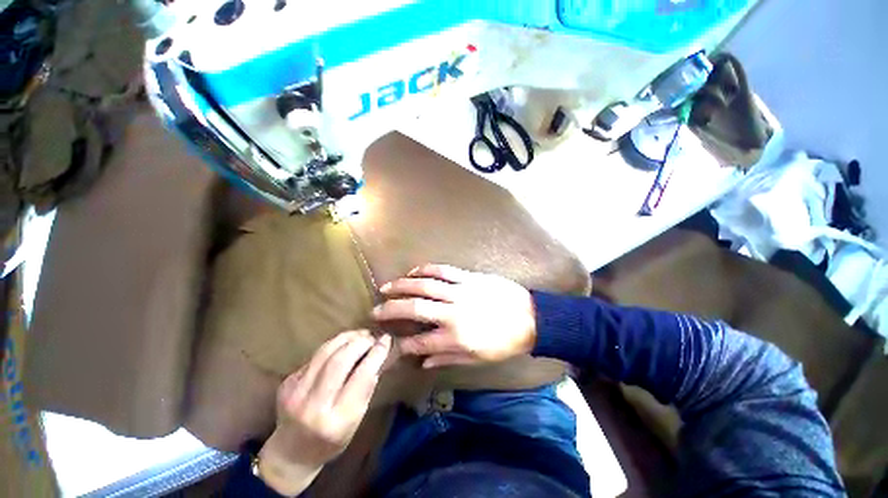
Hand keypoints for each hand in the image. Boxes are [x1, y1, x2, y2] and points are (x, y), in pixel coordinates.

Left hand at [258, 331, 390, 495]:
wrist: (291, 454)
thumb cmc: (331, 441)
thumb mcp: (355, 422)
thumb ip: (365, 390)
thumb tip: (377, 357)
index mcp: (337, 421)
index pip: (362, 377)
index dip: (376, 354)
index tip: (386, 340)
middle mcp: (314, 406)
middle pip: (341, 361)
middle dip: (361, 342)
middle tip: (373, 336)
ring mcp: (296, 393)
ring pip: (325, 352)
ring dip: (347, 338)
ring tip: (361, 334)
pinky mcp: (287, 383)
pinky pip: (315, 356)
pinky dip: (333, 345)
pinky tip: (343, 344)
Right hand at [374, 264, 535, 367]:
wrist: (530, 318)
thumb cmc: (504, 343)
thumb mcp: (477, 359)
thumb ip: (447, 358)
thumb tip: (423, 363)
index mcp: (455, 337)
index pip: (420, 341)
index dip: (402, 342)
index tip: (389, 341)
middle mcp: (453, 313)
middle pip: (415, 309)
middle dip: (391, 310)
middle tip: (375, 310)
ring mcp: (460, 292)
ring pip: (425, 286)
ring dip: (403, 286)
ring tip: (386, 287)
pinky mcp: (468, 277)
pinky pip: (443, 270)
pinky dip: (425, 270)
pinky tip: (414, 271)